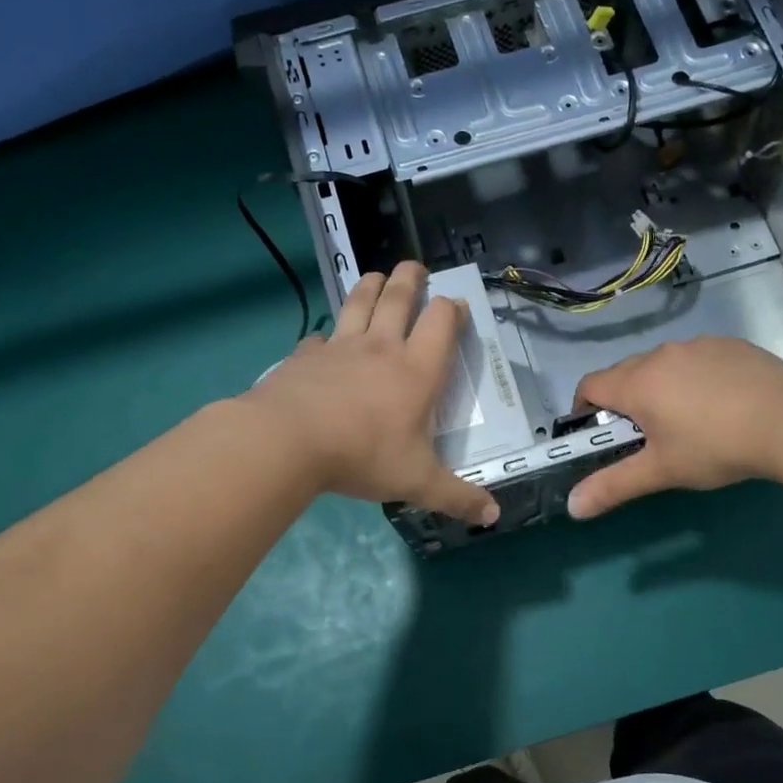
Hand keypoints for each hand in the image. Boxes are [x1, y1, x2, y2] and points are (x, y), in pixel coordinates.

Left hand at [243, 262, 499, 525]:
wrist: (289, 441)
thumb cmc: (363, 455)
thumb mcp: (417, 482)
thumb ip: (457, 497)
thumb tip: (494, 517)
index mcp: (416, 371)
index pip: (441, 324)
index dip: (452, 310)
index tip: (457, 305)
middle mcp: (381, 348)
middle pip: (399, 299)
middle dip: (411, 279)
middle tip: (416, 266)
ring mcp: (340, 347)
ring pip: (359, 303)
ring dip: (370, 286)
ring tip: (376, 276)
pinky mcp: (305, 356)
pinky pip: (319, 338)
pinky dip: (326, 335)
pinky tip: (323, 341)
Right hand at [565, 338, 782, 519]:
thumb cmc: (715, 447)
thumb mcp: (661, 471)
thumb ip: (613, 486)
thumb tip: (572, 507)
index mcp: (637, 383)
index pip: (590, 385)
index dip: (583, 408)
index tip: (595, 432)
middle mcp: (661, 355)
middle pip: (625, 373)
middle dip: (623, 401)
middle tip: (644, 435)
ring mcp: (697, 345)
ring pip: (663, 364)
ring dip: (660, 387)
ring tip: (687, 420)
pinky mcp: (729, 344)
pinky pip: (696, 359)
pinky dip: (695, 377)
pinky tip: (721, 403)